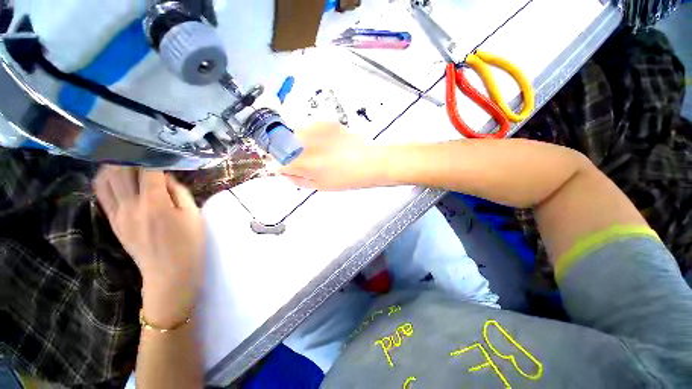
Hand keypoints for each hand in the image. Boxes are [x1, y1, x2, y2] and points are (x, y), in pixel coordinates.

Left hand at [94, 166, 204, 327]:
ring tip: (127, 159)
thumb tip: (166, 177)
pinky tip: (114, 176)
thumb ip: (179, 192)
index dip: (153, 156)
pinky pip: (102, 194)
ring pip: (106, 180)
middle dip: (131, 156)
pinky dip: (105, 180)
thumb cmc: (189, 243)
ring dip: (115, 166)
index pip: (148, 170)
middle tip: (141, 149)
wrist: (170, 273)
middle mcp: (131, 205)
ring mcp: (118, 214)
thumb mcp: (193, 215)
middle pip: (122, 170)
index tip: (160, 150)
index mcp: (155, 203)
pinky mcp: (113, 222)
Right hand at [280, 122, 387, 189]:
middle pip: (285, 143)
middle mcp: (307, 145)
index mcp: (306, 164)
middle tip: (305, 159)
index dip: (281, 165)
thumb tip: (286, 173)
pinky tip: (327, 143)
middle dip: (290, 151)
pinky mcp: (327, 123)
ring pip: (298, 133)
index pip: (281, 163)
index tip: (285, 167)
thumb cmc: (347, 178)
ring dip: (301, 141)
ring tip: (319, 150)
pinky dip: (314, 135)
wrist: (369, 163)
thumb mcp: (321, 185)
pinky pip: (312, 128)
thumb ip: (299, 180)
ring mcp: (318, 130)